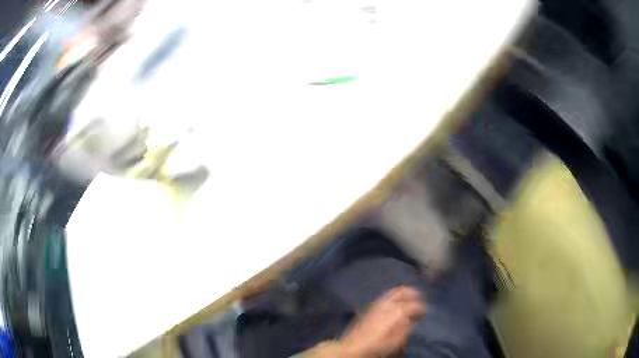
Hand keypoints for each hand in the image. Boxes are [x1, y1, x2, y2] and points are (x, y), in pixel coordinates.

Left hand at [339, 286, 425, 356]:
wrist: (352, 345)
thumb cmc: (377, 345)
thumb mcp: (396, 341)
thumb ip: (406, 328)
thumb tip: (413, 320)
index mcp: (397, 312)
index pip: (415, 305)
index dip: (422, 308)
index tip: (425, 312)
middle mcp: (388, 303)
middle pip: (403, 291)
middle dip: (413, 293)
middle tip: (419, 298)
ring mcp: (377, 303)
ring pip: (393, 291)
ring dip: (403, 293)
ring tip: (409, 298)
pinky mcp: (370, 306)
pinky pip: (385, 296)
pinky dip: (393, 297)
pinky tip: (395, 304)